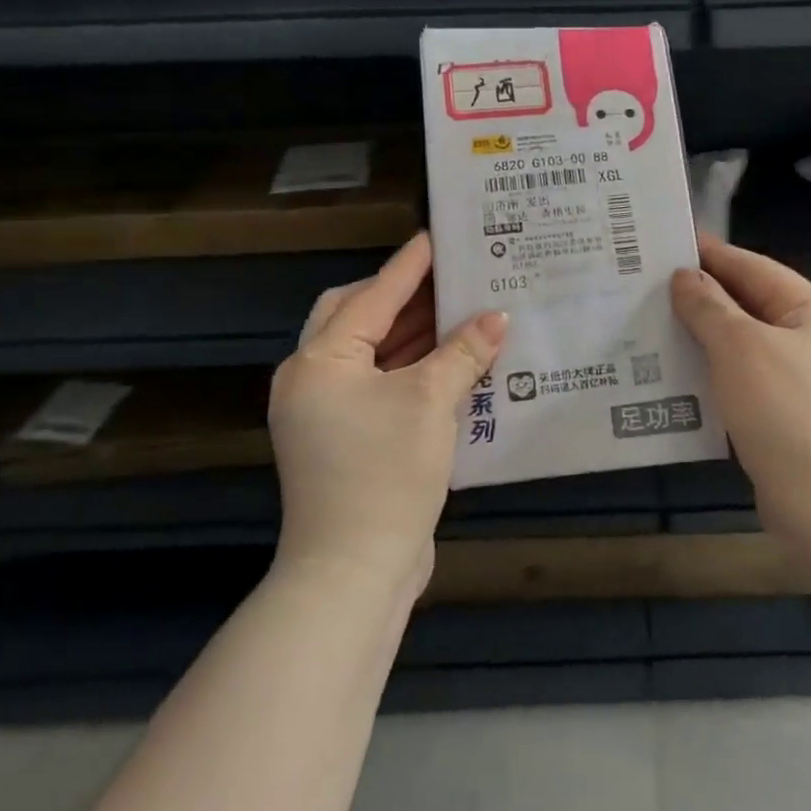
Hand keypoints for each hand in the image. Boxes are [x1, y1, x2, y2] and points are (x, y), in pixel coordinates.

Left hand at [268, 233, 507, 597]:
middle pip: (359, 318)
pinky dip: (411, 369)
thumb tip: (497, 317)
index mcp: (319, 361)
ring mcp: (326, 413)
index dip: (409, 266)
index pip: (372, 296)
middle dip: (404, 296)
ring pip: (372, 354)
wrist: (353, 573)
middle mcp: (313, 380)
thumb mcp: (430, 402)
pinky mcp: (346, 440)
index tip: (438, 236)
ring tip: (460, 310)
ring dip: (413, 334)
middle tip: (448, 277)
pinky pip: (380, 386)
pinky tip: (452, 361)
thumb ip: (463, 352)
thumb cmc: (385, 474)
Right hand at [671, 234, 810, 534]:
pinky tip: (685, 370)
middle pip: (754, 303)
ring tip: (659, 323)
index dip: (711, 254)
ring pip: (749, 341)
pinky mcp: (797, 412)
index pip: (755, 268)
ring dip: (708, 333)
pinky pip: (751, 374)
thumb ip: (708, 306)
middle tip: (653, 284)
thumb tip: (684, 277)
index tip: (669, 243)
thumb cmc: (785, 411)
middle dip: (705, 295)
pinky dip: (720, 367)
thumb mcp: (739, 347)